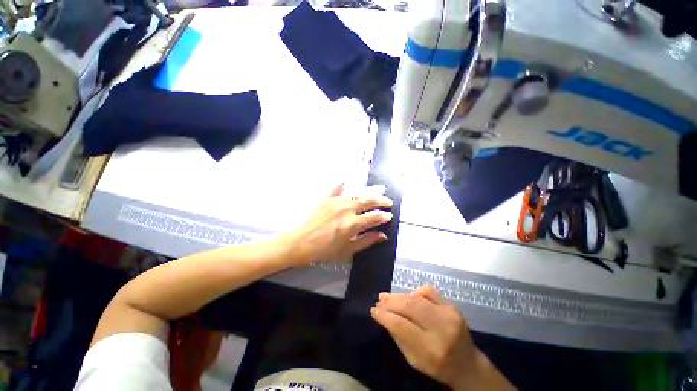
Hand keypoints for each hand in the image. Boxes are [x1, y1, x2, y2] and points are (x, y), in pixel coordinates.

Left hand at [288, 184, 392, 265]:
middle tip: (388, 201)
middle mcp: (346, 209)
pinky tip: (346, 182)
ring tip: (380, 188)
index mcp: (352, 224)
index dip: (383, 216)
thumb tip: (382, 235)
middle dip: (380, 200)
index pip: (373, 217)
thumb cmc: (324, 250)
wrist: (301, 243)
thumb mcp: (347, 250)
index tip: (389, 216)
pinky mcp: (326, 199)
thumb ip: (366, 241)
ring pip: (357, 193)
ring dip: (369, 190)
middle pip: (368, 201)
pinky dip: (342, 185)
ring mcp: (336, 202)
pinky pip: (336, 189)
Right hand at [371, 286, 474, 387]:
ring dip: (399, 296)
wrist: (468, 364)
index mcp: (431, 350)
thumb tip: (382, 314)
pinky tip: (409, 297)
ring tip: (387, 296)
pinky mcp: (452, 306)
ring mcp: (449, 314)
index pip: (401, 326)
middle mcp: (442, 329)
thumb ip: (398, 336)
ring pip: (417, 297)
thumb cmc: (437, 366)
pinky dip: (416, 292)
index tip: (374, 311)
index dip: (385, 316)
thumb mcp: (413, 360)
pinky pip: (429, 291)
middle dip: (390, 302)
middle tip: (379, 300)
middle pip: (409, 307)